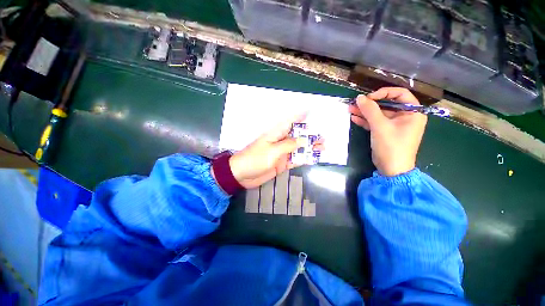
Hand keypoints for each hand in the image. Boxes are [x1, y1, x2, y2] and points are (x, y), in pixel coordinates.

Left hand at [228, 114, 324, 188]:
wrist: (242, 175)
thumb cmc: (255, 159)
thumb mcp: (272, 151)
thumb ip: (288, 145)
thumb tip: (302, 139)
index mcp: (275, 134)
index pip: (289, 122)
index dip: (299, 116)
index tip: (310, 111)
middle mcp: (280, 142)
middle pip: (297, 136)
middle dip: (309, 136)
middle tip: (322, 137)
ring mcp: (281, 153)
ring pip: (298, 148)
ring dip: (309, 148)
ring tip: (322, 147)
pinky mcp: (282, 164)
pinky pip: (295, 160)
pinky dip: (304, 159)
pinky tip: (313, 158)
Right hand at [349, 87, 426, 176]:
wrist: (391, 169)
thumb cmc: (391, 146)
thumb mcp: (380, 126)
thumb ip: (370, 110)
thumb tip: (359, 97)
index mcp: (412, 112)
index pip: (399, 94)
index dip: (383, 93)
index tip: (368, 98)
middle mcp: (405, 117)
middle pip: (386, 104)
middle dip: (370, 104)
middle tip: (355, 103)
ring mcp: (394, 125)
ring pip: (378, 114)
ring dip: (364, 112)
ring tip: (350, 109)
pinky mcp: (385, 132)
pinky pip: (375, 123)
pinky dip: (365, 120)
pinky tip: (354, 118)